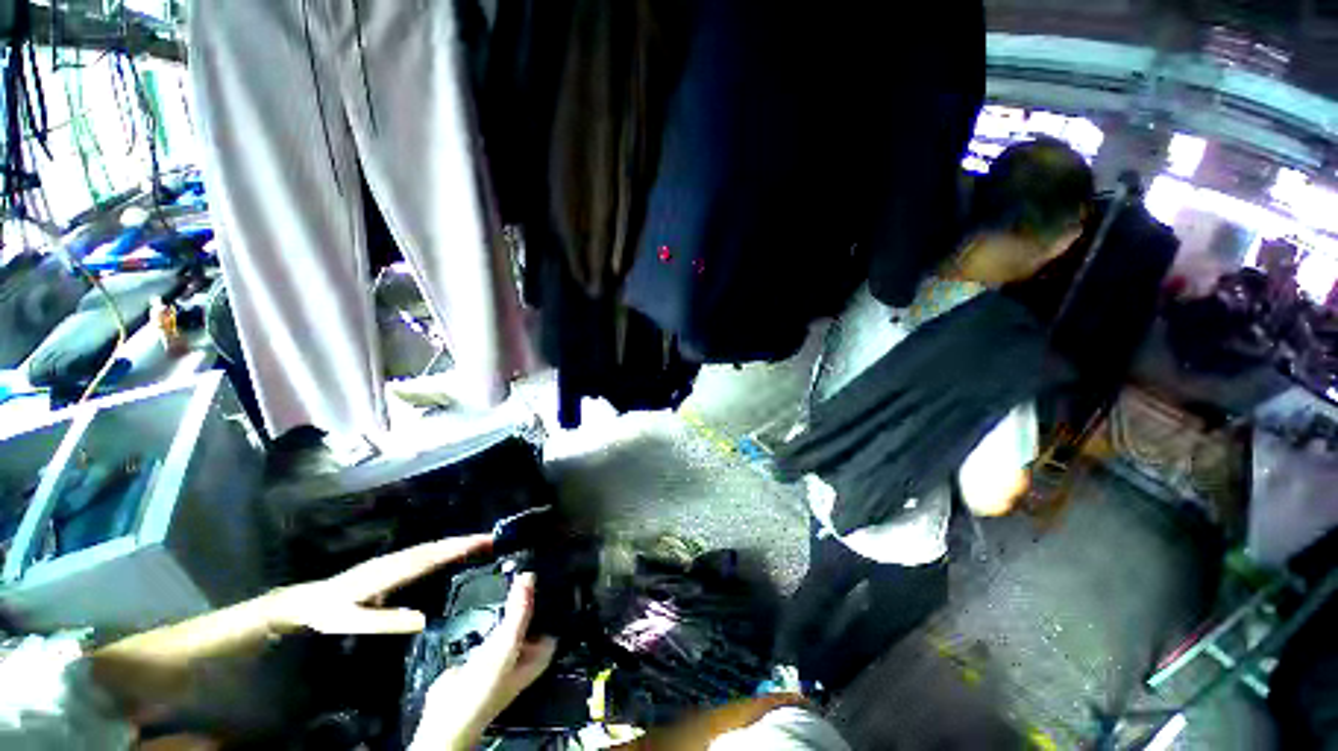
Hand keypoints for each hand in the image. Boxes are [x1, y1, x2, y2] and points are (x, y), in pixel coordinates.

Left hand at [266, 534, 493, 635]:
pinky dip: (445, 548)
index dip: (458, 548)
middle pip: (437, 547)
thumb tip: (425, 618)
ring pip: (433, 547)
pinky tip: (453, 552)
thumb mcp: (353, 622)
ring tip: (481, 543)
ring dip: (457, 543)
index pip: (432, 557)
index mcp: (392, 572)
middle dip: (465, 541)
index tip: (482, 542)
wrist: (308, 601)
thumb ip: (387, 620)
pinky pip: (426, 552)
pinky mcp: (394, 563)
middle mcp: (398, 560)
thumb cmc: (331, 614)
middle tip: (492, 539)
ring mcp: (396, 559)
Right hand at [412, 573, 556, 749]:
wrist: (444, 714)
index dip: (550, 592)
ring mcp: (505, 648)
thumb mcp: (507, 644)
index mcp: (542, 651)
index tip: (544, 568)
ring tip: (508, 577)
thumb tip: (529, 577)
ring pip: (511, 616)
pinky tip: (488, 597)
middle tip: (522, 569)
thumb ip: (519, 611)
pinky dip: (490, 612)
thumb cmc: (483, 690)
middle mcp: (527, 648)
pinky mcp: (484, 648)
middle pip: (531, 612)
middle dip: (526, 595)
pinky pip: (492, 622)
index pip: (553, 612)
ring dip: (507, 602)